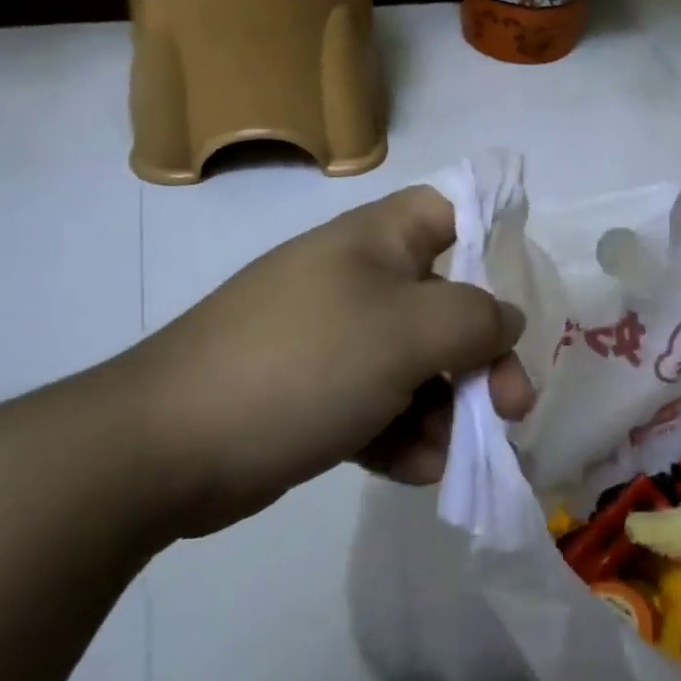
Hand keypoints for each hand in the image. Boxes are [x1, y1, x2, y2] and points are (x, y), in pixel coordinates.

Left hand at [114, 186, 534, 538]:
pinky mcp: (316, 392)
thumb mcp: (407, 332)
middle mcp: (360, 280)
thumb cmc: (304, 363)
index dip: (490, 238)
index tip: (515, 294)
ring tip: (444, 455)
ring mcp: (335, 338)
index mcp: (378, 241)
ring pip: (418, 364)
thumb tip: (506, 319)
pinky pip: (381, 404)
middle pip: (447, 303)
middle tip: (508, 409)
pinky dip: (402, 435)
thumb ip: (475, 319)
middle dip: (480, 359)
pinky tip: (411, 470)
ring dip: (443, 410)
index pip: (448, 210)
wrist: (164, 448)